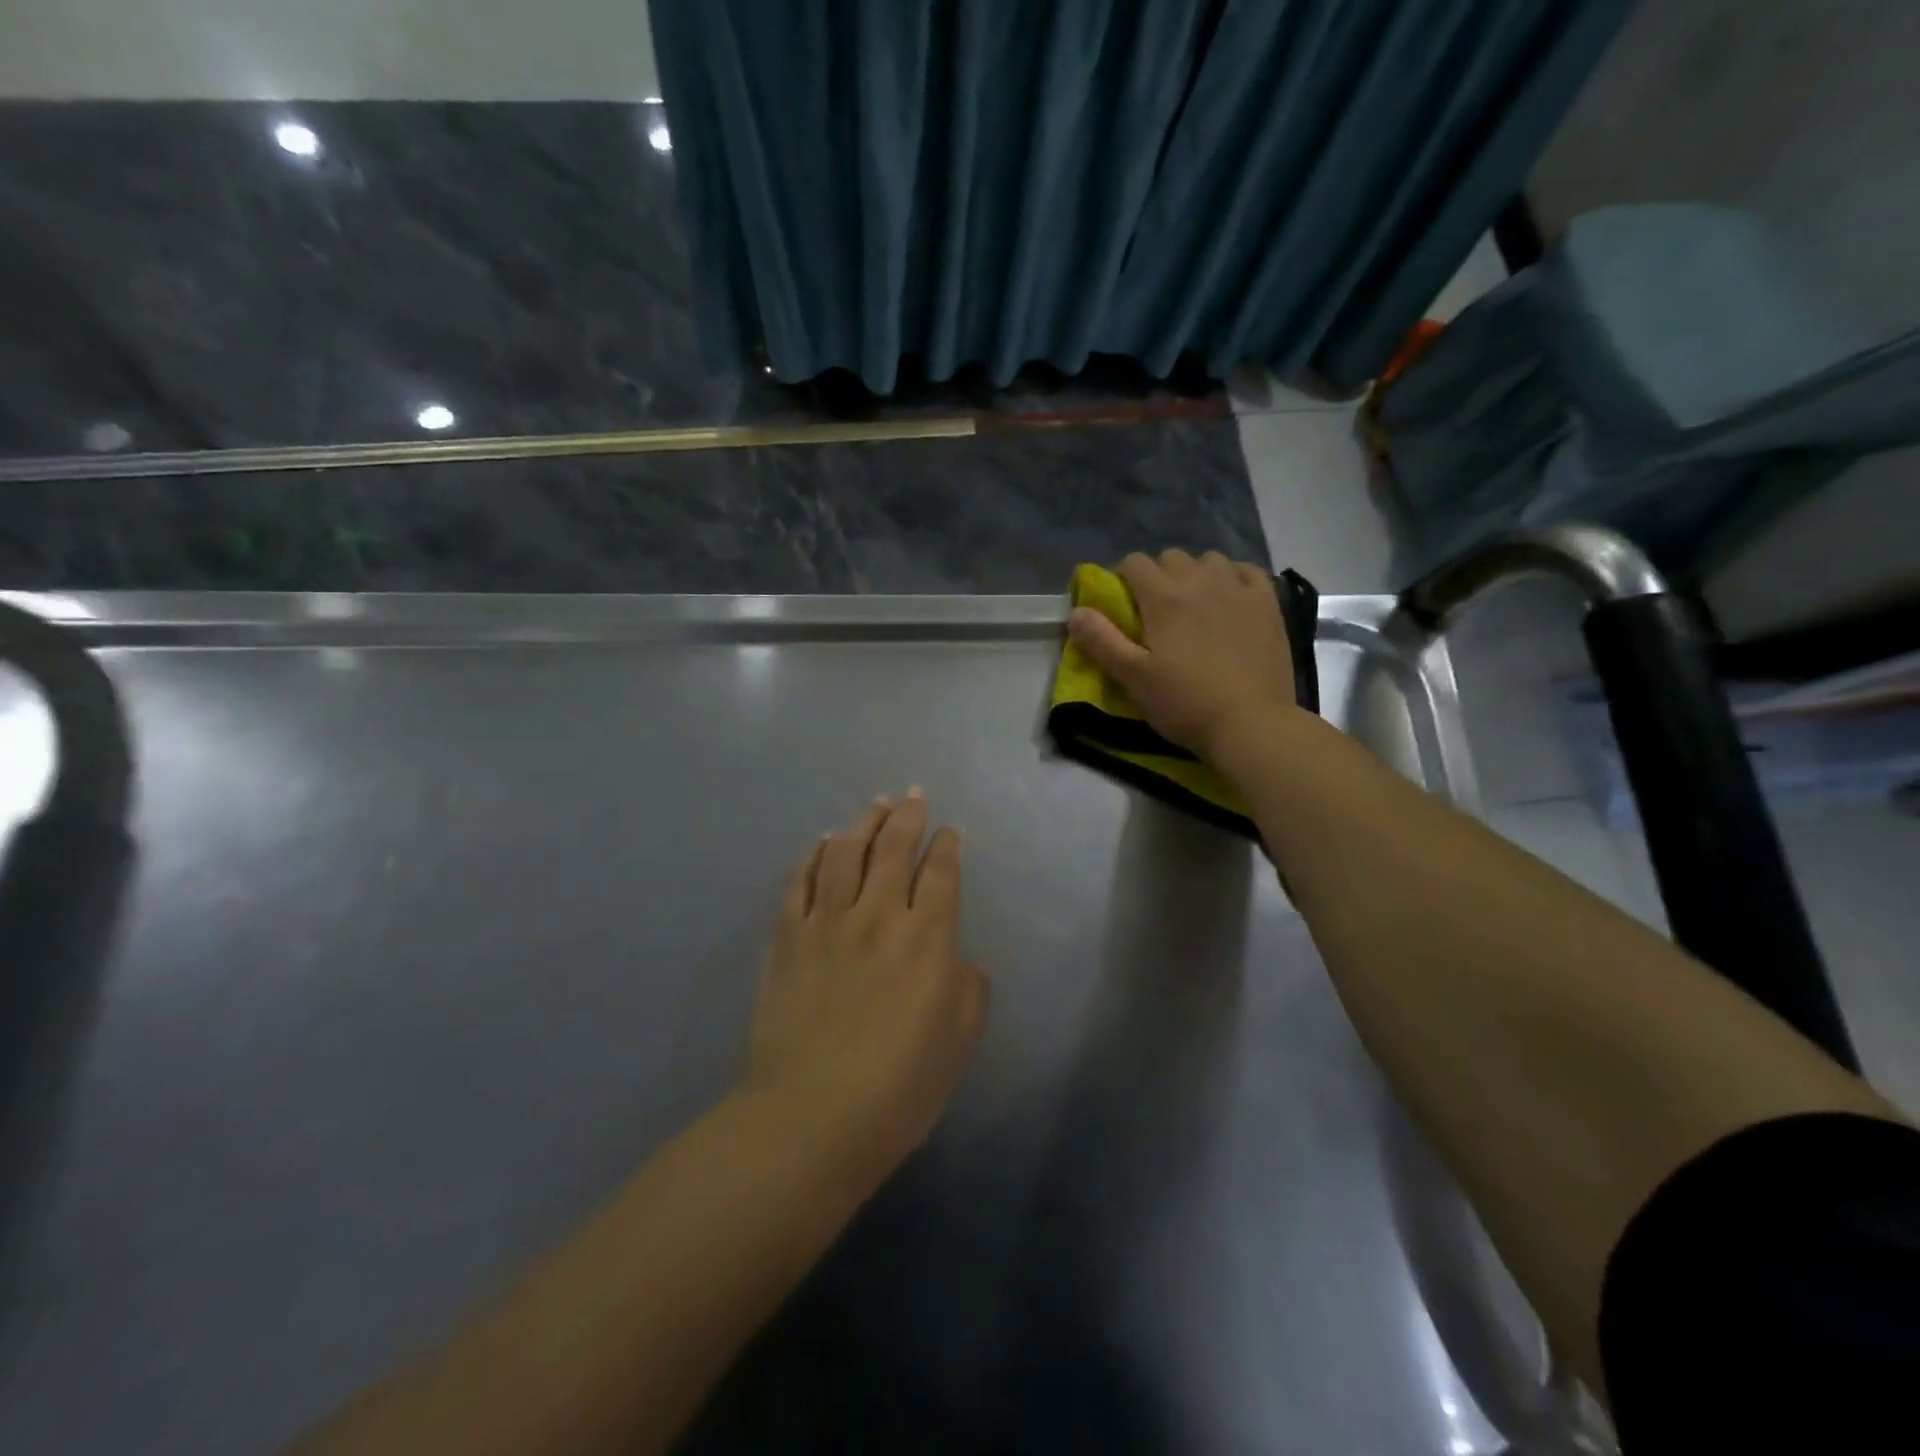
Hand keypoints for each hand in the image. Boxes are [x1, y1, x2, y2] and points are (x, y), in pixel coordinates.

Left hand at [745, 791, 988, 1186]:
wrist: (810, 1118)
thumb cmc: (898, 1088)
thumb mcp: (959, 1042)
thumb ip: (969, 989)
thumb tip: (957, 958)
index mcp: (926, 939)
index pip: (940, 874)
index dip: (946, 846)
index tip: (949, 830)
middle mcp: (877, 917)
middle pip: (893, 849)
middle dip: (907, 816)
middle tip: (913, 795)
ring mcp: (826, 924)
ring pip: (845, 853)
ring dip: (863, 823)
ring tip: (874, 805)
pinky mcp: (787, 939)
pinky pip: (799, 882)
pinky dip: (812, 856)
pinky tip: (820, 843)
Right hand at [1066, 549, 1299, 759]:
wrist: (1251, 724)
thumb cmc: (1185, 704)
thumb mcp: (1133, 679)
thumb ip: (1102, 642)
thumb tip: (1075, 612)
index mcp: (1164, 599)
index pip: (1135, 562)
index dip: (1123, 578)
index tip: (1123, 604)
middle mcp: (1201, 582)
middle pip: (1172, 557)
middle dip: (1158, 575)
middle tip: (1157, 611)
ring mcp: (1239, 589)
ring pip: (1210, 560)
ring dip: (1196, 574)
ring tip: (1196, 605)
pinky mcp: (1268, 604)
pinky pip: (1247, 571)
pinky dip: (1234, 577)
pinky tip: (1231, 599)